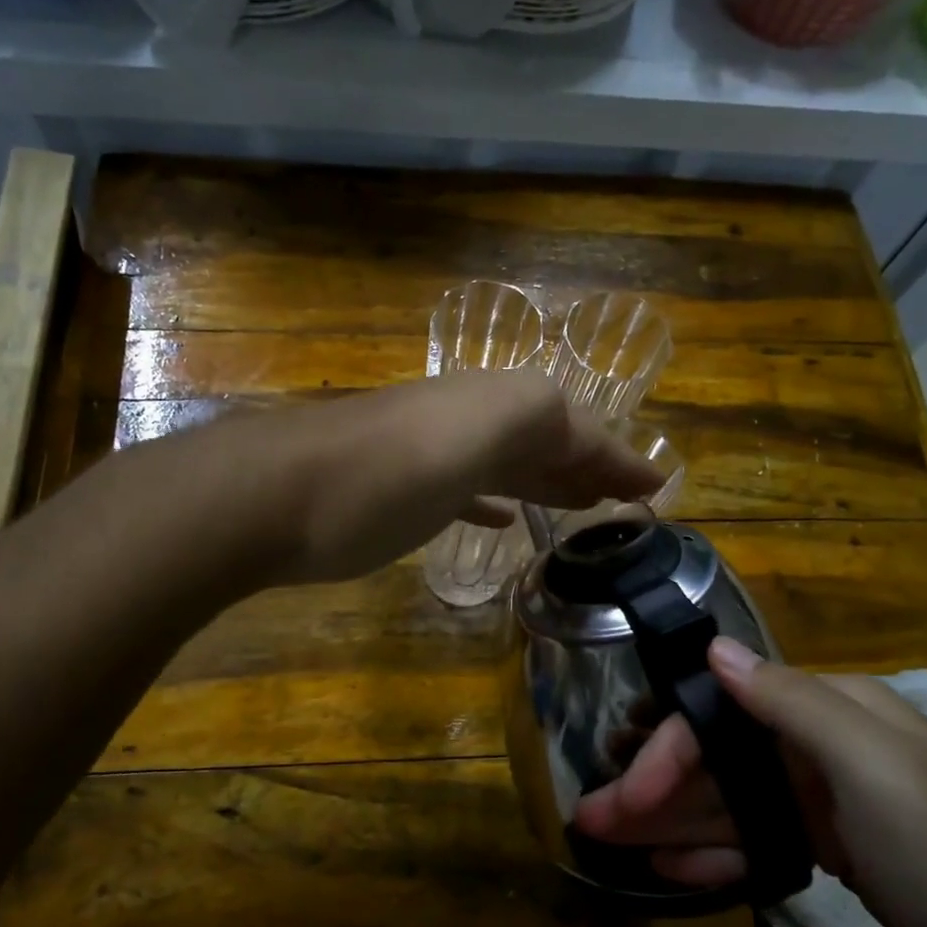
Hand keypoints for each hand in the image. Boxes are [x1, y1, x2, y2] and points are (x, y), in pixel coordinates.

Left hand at [269, 372, 663, 583]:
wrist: (270, 497)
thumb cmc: (384, 474)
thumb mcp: (476, 433)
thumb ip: (540, 424)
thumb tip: (588, 447)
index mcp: (495, 404)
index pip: (577, 427)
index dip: (618, 458)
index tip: (657, 491)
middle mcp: (466, 421)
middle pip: (543, 441)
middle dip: (588, 466)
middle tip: (627, 501)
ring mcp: (428, 456)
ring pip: (505, 464)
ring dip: (547, 482)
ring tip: (584, 509)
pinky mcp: (396, 491)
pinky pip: (464, 491)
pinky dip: (494, 502)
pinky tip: (506, 521)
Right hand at [574, 639, 926, 926]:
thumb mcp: (872, 767)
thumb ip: (789, 703)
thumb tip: (715, 648)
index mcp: (830, 712)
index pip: (724, 716)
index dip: (668, 751)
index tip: (626, 794)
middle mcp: (822, 747)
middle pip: (720, 759)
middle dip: (656, 788)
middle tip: (594, 822)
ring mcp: (829, 804)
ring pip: (732, 803)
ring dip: (673, 823)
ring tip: (615, 846)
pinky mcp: (838, 855)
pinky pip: (759, 843)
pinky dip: (717, 853)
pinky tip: (672, 868)